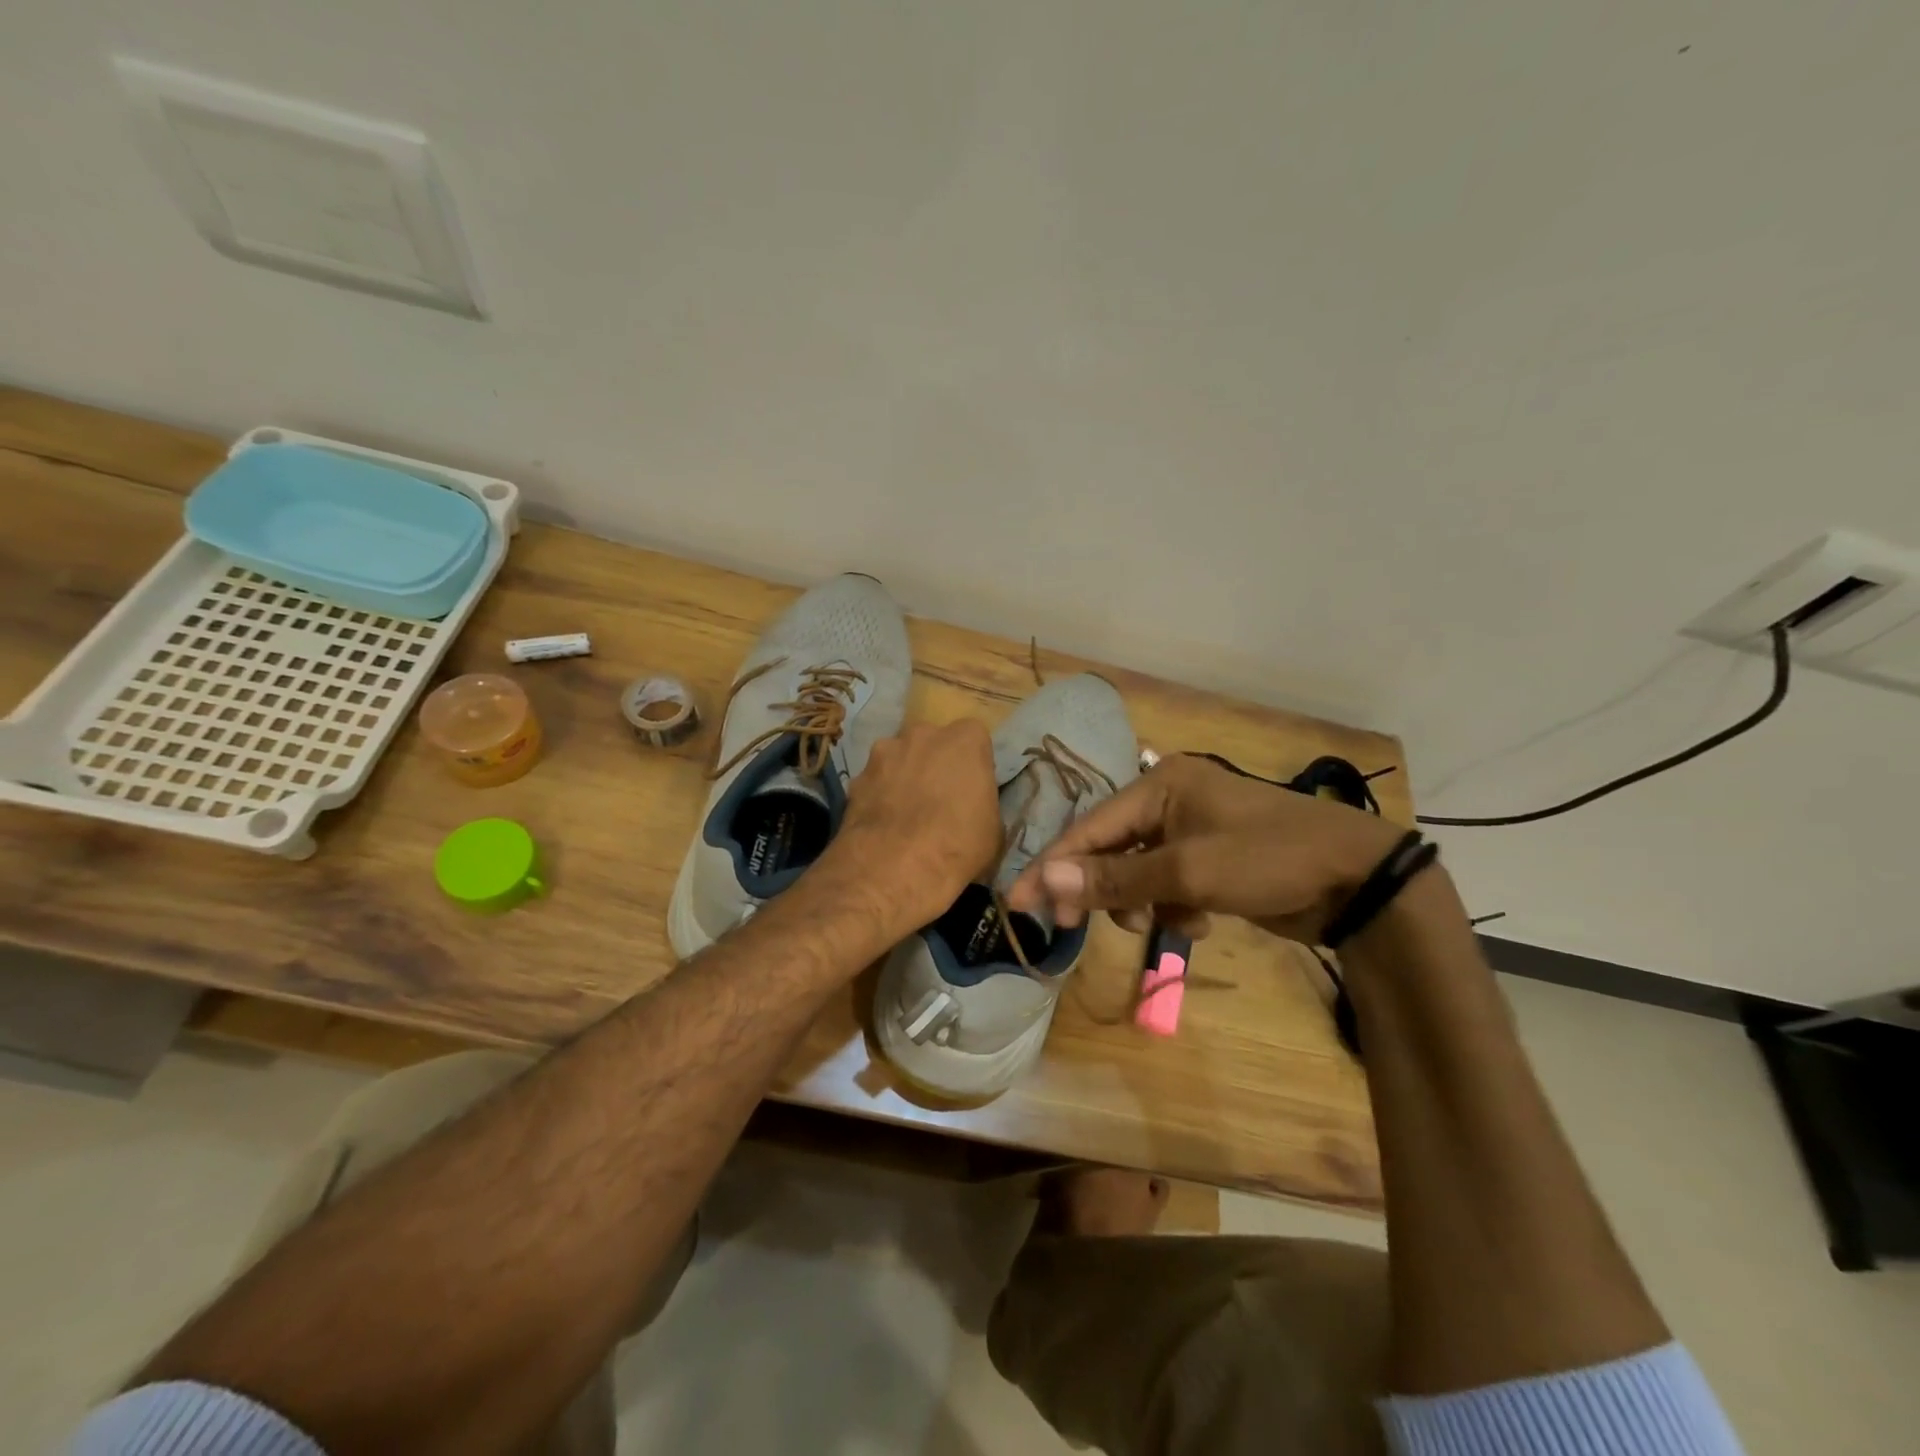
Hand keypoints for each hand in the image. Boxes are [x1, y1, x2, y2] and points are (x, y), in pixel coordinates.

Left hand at [807, 719, 1002, 944]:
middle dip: (935, 762)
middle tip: (938, 797)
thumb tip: (973, 808)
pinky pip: (874, 781)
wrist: (895, 869)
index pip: (974, 738)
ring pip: (898, 757)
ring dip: (903, 775)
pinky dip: (878, 795)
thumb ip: (983, 803)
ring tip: (905, 812)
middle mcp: (923, 734)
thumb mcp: (994, 830)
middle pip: (932, 741)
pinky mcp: (856, 777)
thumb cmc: (958, 846)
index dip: (972, 763)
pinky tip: (882, 824)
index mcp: (965, 740)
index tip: (971, 788)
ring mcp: (885, 752)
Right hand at [1004, 753, 1403, 943]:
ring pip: (1138, 872)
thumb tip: (1048, 877)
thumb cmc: (1268, 859)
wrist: (1358, 880)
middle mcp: (1171, 800)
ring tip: (1167, 923)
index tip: (1018, 901)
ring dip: (1142, 902)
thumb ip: (1115, 876)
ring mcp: (1193, 830)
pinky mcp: (1211, 859)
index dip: (1053, 865)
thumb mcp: (1187, 870)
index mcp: (1161, 784)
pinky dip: (1175, 905)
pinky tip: (1201, 920)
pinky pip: (1169, 883)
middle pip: (1110, 848)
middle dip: (1102, 889)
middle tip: (1074, 925)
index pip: (1090, 826)